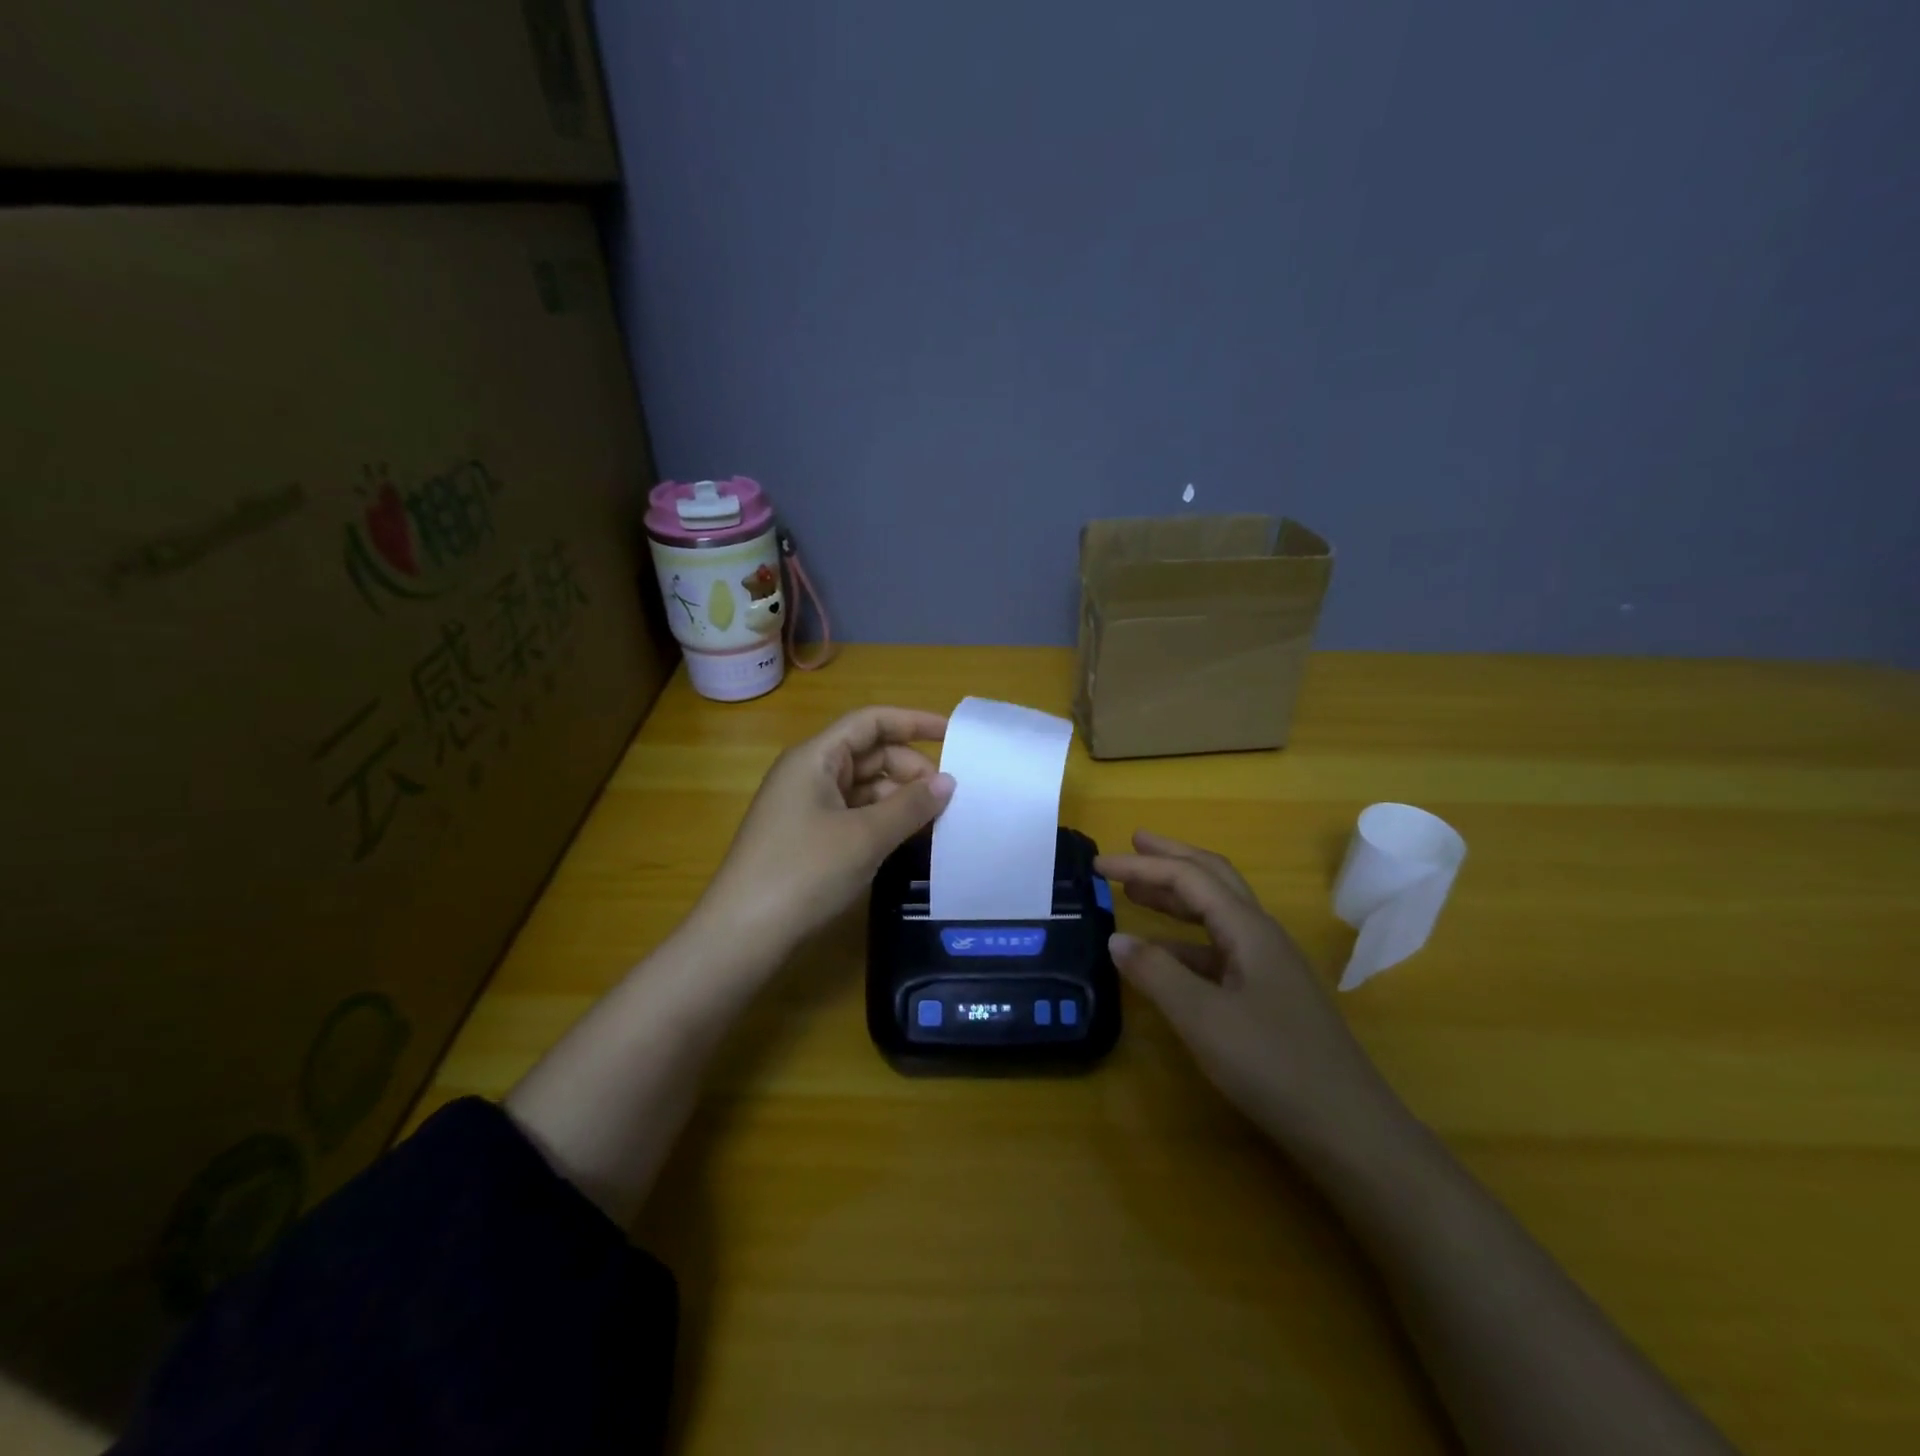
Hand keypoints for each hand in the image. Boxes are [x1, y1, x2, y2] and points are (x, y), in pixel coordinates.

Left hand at [696, 706, 953, 955]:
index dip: (913, 722)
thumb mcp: (865, 837)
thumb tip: (948, 782)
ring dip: (899, 798)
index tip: (953, 734)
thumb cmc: (804, 872)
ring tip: (937, 820)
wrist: (743, 934)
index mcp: (815, 757)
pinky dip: (883, 821)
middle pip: (869, 754)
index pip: (870, 722)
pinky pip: (854, 815)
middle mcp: (809, 774)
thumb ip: (910, 806)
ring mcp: (806, 807)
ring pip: (864, 788)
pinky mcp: (808, 838)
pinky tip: (908, 839)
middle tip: (949, 797)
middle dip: (910, 769)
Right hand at [1098, 831, 1401, 1151]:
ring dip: (1177, 895)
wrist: (1349, 1129)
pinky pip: (1219, 948)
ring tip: (1137, 891)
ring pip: (1217, 912)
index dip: (1142, 865)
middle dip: (1170, 858)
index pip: (1189, 877)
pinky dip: (1185, 939)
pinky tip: (1163, 954)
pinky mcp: (1268, 994)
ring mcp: (1268, 965)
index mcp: (1249, 929)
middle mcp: (1261, 935)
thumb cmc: (1273, 1064)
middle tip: (1132, 843)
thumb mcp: (1203, 1018)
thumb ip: (1156, 973)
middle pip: (1212, 878)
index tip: (1098, 864)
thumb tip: (1116, 938)